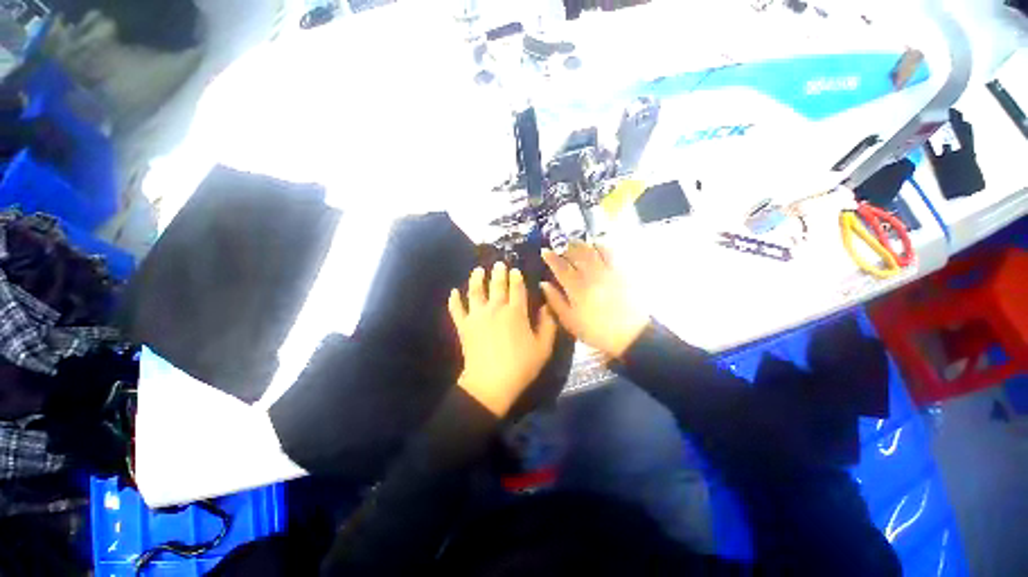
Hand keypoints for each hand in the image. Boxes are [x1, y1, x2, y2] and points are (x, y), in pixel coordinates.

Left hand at [449, 262, 558, 416]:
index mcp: (516, 312)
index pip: (516, 288)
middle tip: (498, 264)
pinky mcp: (464, 326)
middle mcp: (496, 308)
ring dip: (476, 279)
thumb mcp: (543, 347)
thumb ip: (548, 324)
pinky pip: (456, 309)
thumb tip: (546, 306)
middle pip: (496, 285)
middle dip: (498, 272)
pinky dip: (454, 300)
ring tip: (478, 270)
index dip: (516, 277)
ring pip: (475, 291)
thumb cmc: (521, 366)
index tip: (515, 270)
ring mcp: (477, 316)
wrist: (491, 383)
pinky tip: (453, 292)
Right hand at [541, 242, 648, 358]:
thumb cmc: (596, 331)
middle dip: (565, 246)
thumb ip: (555, 301)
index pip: (560, 267)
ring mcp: (608, 271)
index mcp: (577, 288)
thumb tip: (544, 284)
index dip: (551, 257)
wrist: (631, 335)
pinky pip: (610, 252)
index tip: (544, 251)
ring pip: (592, 249)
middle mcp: (591, 274)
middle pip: (576, 253)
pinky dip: (601, 245)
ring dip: (582, 243)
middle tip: (558, 245)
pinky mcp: (622, 271)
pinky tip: (596, 246)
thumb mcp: (570, 321)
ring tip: (575, 243)